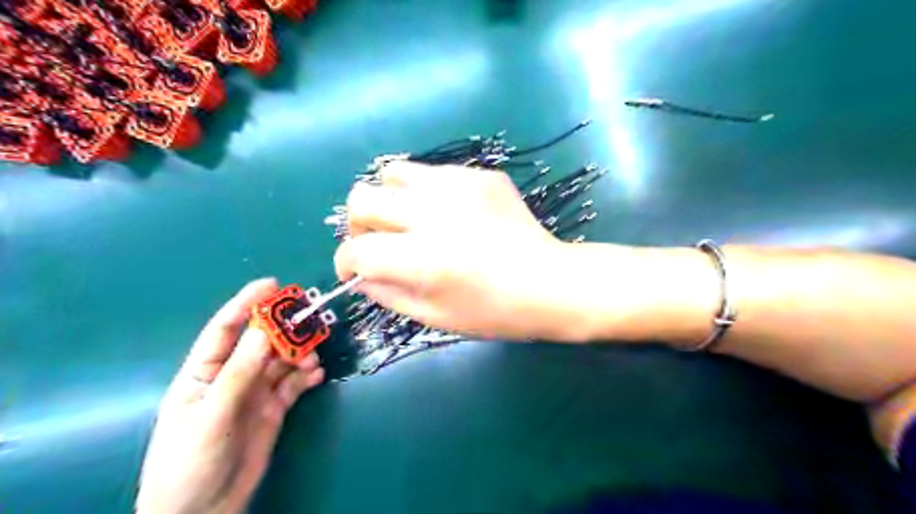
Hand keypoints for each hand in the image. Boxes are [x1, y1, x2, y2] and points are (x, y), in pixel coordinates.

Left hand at [134, 280, 322, 512]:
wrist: (204, 511)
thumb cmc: (191, 461)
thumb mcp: (213, 414)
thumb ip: (240, 371)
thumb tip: (264, 329)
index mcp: (204, 372)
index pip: (225, 329)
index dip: (246, 303)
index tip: (272, 284)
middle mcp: (232, 376)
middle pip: (262, 342)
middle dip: (285, 329)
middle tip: (309, 320)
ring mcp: (255, 392)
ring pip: (283, 361)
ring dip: (300, 354)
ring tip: (313, 360)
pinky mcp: (274, 408)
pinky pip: (294, 384)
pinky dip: (308, 376)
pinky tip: (317, 375)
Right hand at [334, 163, 589, 341]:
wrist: (549, 282)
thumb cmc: (494, 311)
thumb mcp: (435, 317)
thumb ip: (387, 294)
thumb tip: (360, 273)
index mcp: (424, 260)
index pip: (357, 250)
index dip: (345, 263)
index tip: (353, 269)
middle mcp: (435, 215)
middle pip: (362, 199)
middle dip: (358, 225)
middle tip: (376, 241)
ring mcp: (459, 187)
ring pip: (393, 173)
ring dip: (389, 200)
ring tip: (408, 220)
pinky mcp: (479, 175)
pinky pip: (432, 173)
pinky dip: (425, 193)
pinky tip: (447, 214)